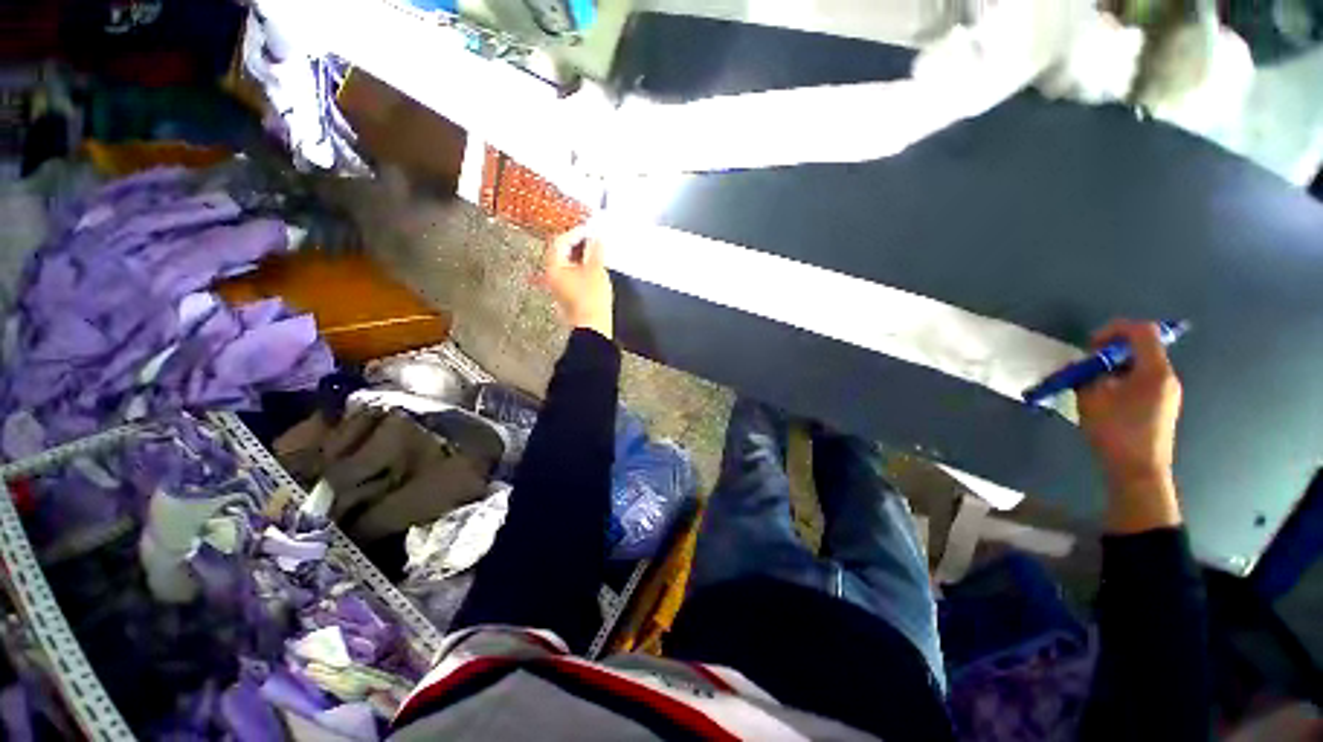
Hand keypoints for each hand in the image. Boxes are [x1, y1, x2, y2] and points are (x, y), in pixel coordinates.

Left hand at [539, 227, 613, 338]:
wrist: (594, 326)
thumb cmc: (592, 298)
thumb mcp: (596, 269)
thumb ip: (595, 250)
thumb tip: (596, 237)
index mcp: (554, 267)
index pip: (560, 241)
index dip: (575, 232)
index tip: (590, 230)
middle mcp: (552, 276)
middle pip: (561, 252)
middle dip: (577, 244)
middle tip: (593, 239)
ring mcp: (559, 287)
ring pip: (567, 264)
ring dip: (580, 256)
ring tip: (596, 252)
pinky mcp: (567, 295)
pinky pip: (572, 275)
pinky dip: (581, 267)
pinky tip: (593, 268)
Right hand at [1077, 319, 1183, 532]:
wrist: (1138, 471)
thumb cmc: (1115, 432)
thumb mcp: (1091, 399)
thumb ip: (1088, 376)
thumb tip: (1085, 367)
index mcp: (1154, 370)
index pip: (1140, 331)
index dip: (1114, 330)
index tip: (1090, 345)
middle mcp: (1167, 376)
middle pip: (1143, 347)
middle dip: (1112, 350)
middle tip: (1088, 365)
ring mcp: (1167, 392)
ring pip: (1141, 365)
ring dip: (1115, 367)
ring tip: (1092, 383)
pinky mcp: (1162, 405)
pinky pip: (1143, 380)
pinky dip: (1123, 380)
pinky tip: (1105, 397)